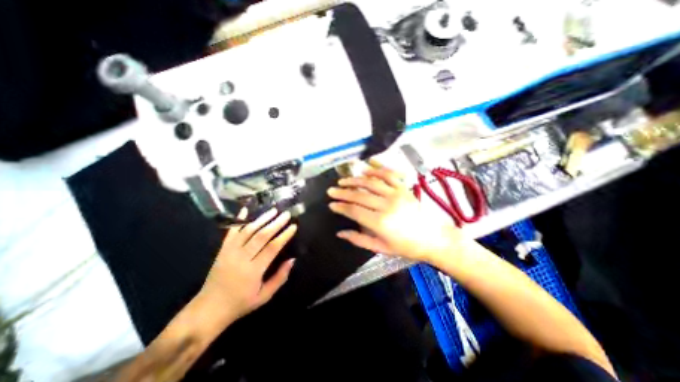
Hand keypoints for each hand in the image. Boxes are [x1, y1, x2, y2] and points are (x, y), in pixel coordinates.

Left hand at [200, 209, 297, 324]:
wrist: (209, 309)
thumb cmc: (240, 303)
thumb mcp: (264, 296)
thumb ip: (280, 278)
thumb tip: (292, 260)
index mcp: (253, 271)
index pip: (272, 248)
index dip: (284, 236)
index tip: (293, 226)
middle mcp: (241, 258)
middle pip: (261, 236)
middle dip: (275, 223)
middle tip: (286, 214)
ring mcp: (230, 252)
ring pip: (248, 231)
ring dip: (261, 219)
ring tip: (273, 211)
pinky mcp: (222, 249)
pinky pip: (231, 231)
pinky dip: (238, 220)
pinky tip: (245, 209)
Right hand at [326, 166, 464, 262]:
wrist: (434, 239)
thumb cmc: (407, 247)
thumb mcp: (381, 248)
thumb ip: (359, 239)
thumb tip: (340, 233)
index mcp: (380, 222)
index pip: (354, 210)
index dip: (340, 207)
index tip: (331, 204)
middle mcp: (387, 205)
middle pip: (359, 195)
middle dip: (343, 192)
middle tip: (331, 190)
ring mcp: (396, 194)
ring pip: (371, 182)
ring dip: (355, 180)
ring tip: (343, 180)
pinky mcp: (404, 189)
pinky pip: (388, 175)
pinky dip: (376, 170)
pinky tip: (366, 169)